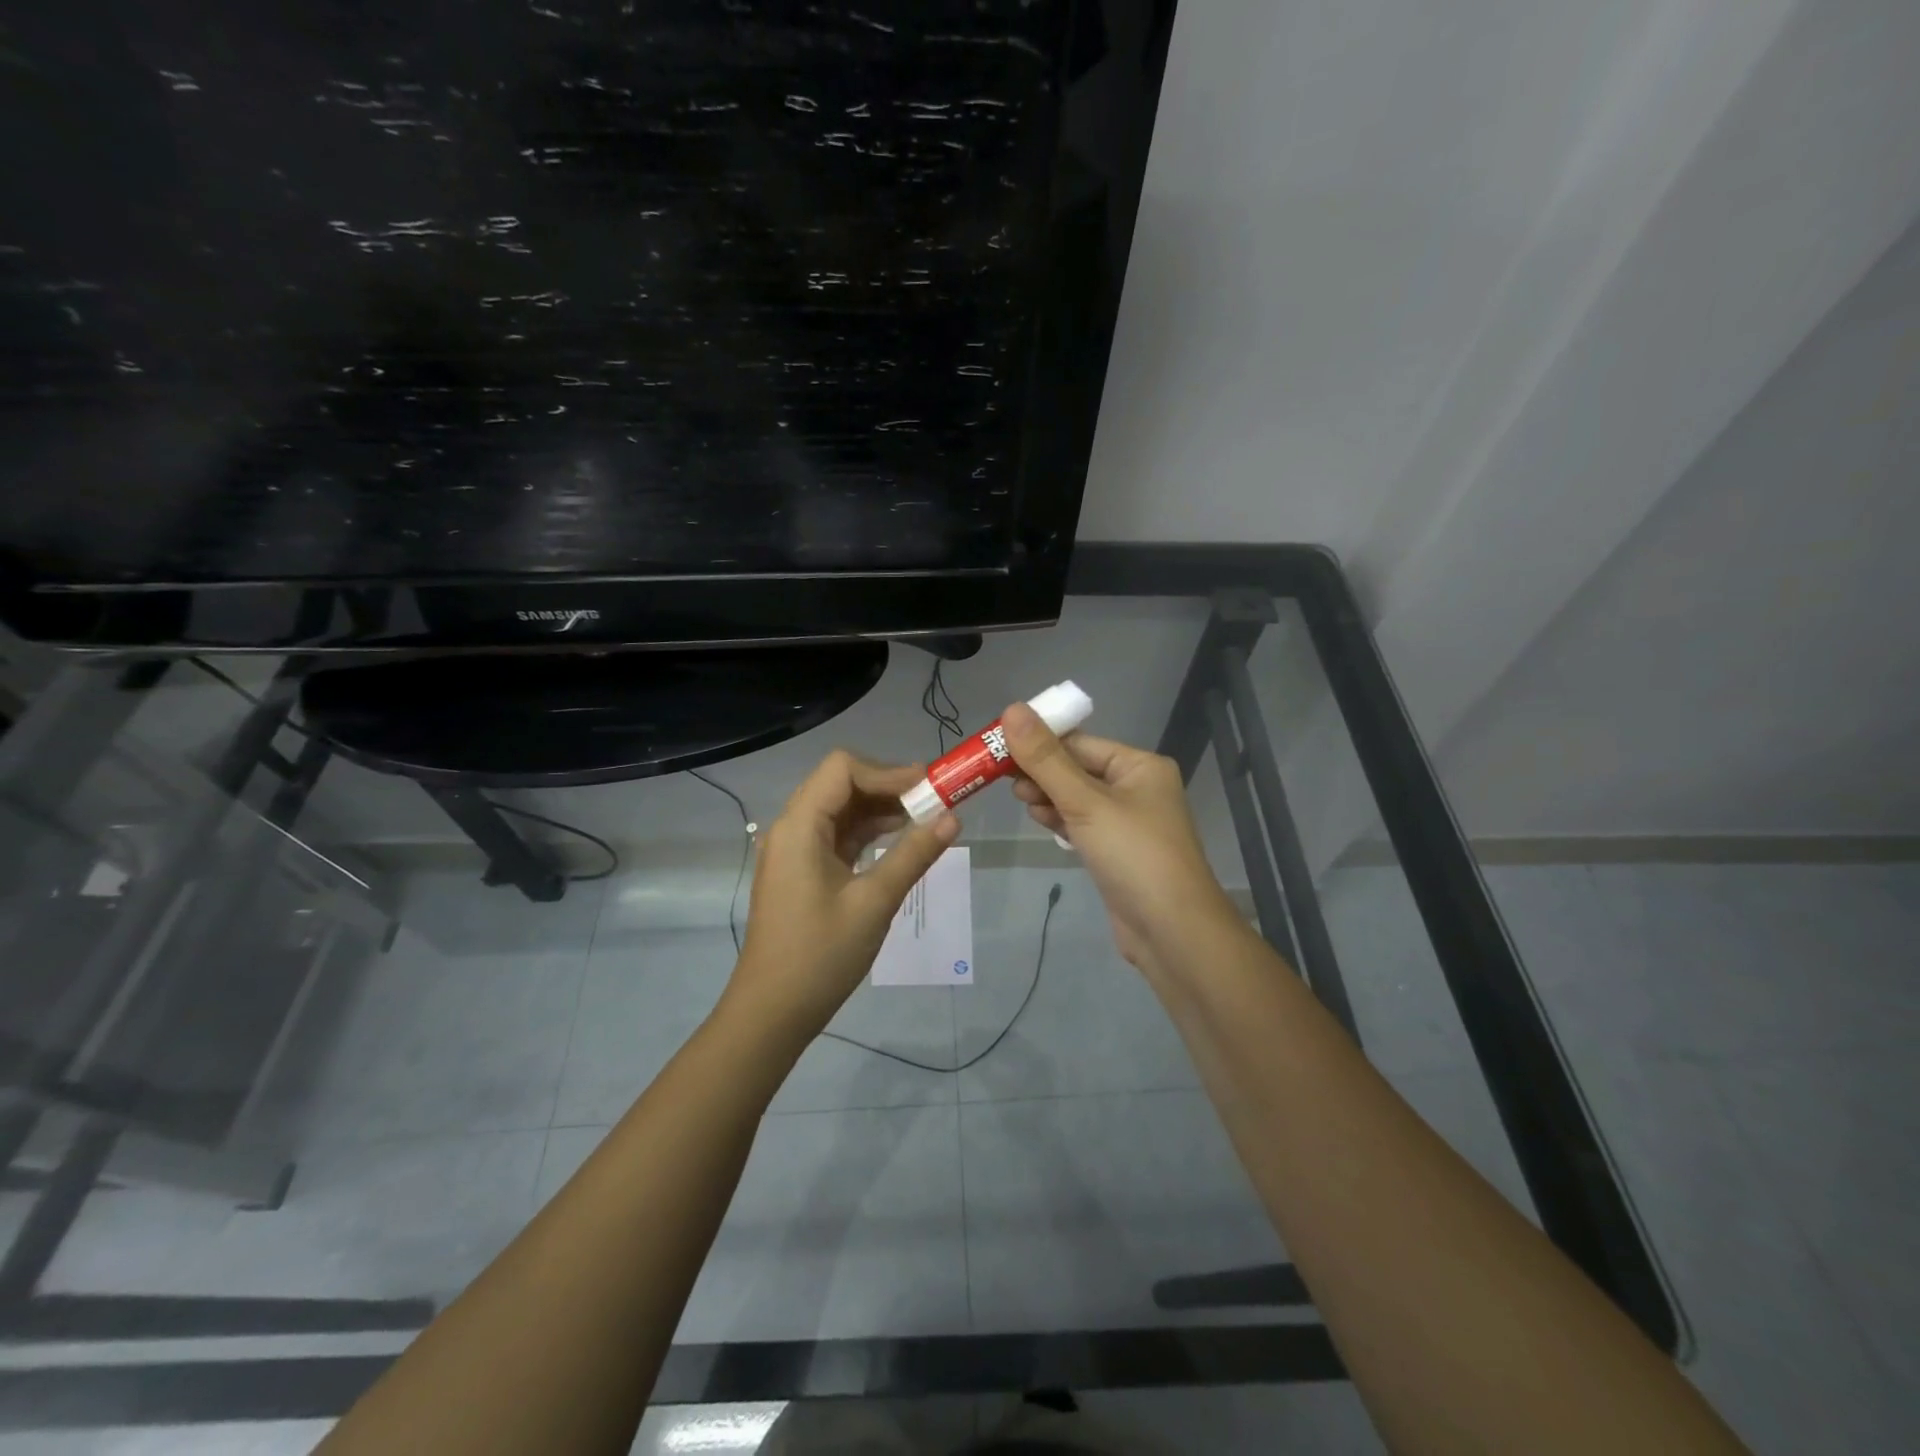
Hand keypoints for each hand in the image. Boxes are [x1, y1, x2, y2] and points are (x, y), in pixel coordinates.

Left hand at [726, 750, 960, 1043]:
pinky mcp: (801, 870)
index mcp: (800, 826)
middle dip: (887, 786)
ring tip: (924, 819)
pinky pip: (836, 835)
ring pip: (839, 809)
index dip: (888, 772)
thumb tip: (954, 818)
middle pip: (840, 784)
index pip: (843, 769)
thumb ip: (914, 854)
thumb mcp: (875, 902)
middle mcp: (791, 828)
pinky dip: (867, 832)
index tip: (929, 788)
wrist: (773, 1011)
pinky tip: (899, 841)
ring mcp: (794, 850)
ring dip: (879, 809)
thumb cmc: (821, 955)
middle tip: (933, 800)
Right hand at [1004, 702, 1237, 970]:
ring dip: (1047, 796)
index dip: (1038, 743)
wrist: (1172, 932)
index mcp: (1139, 766)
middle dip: (1041, 772)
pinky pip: (1082, 823)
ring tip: (1021, 801)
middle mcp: (1137, 787)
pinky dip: (1060, 819)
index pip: (1079, 743)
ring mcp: (1128, 822)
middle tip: (1003, 780)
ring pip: (1076, 797)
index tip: (998, 748)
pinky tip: (1040, 820)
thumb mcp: (1085, 802)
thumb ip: (1045, 759)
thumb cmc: (1133, 855)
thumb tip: (1011, 709)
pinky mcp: (1117, 851)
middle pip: (1076, 768)